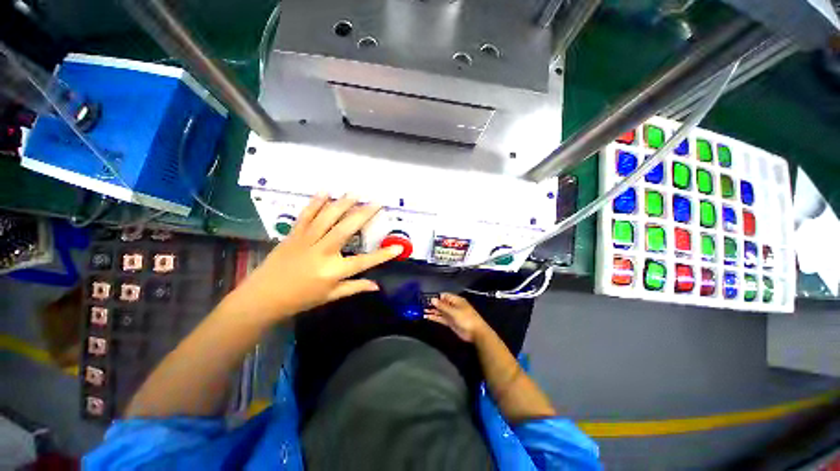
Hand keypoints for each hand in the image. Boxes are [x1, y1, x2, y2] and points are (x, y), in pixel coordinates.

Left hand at [225, 194, 403, 322]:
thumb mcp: (330, 296)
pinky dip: (315, 203)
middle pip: (346, 230)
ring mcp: (306, 241)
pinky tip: (325, 192)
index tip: (399, 247)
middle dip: (363, 214)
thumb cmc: (300, 299)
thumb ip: (354, 288)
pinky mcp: (293, 235)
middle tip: (377, 202)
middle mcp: (322, 253)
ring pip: (327, 218)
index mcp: (333, 271)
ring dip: (343, 203)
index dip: (383, 255)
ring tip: (356, 193)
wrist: (262, 297)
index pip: (364, 262)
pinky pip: (306, 216)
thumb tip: (376, 286)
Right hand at [424, 293, 489, 342]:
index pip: (444, 296)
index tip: (426, 299)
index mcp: (456, 300)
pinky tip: (427, 317)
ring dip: (432, 311)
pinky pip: (441, 318)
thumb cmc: (466, 319)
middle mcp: (453, 306)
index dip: (436, 297)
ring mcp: (451, 314)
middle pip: (441, 303)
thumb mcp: (454, 311)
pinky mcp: (450, 322)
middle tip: (421, 306)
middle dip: (433, 304)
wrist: (476, 333)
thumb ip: (442, 306)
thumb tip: (433, 299)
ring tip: (422, 311)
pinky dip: (435, 317)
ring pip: (440, 311)